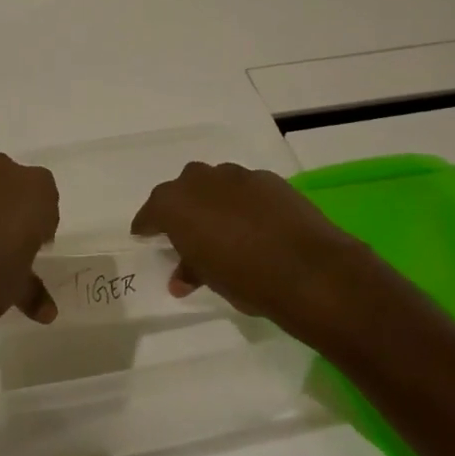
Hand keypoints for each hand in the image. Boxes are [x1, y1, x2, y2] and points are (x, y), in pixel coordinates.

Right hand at [130, 161, 407, 347]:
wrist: (310, 271)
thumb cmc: (246, 279)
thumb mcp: (210, 279)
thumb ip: (191, 269)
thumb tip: (181, 276)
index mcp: (175, 204)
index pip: (151, 212)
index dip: (147, 225)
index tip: (144, 235)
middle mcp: (201, 180)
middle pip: (182, 189)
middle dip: (182, 207)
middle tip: (187, 232)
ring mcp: (238, 176)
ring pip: (215, 184)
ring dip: (214, 201)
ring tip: (224, 227)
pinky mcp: (270, 179)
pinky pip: (245, 188)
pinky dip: (243, 202)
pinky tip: (255, 224)